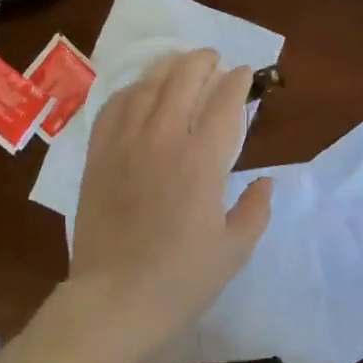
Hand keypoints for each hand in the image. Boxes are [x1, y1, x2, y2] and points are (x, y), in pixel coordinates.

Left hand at [67, 49, 272, 360]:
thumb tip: (265, 180)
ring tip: (179, 64)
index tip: (245, 74)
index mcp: (203, 162)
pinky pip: (113, 107)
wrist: (114, 301)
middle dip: (202, 62)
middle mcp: (164, 140)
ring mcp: (126, 144)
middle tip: (214, 60)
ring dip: (167, 67)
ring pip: (147, 86)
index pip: (224, 103)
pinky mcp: (98, 156)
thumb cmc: (181, 280)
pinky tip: (139, 91)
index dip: (238, 82)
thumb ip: (255, 209)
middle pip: (183, 80)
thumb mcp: (234, 250)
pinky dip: (131, 90)